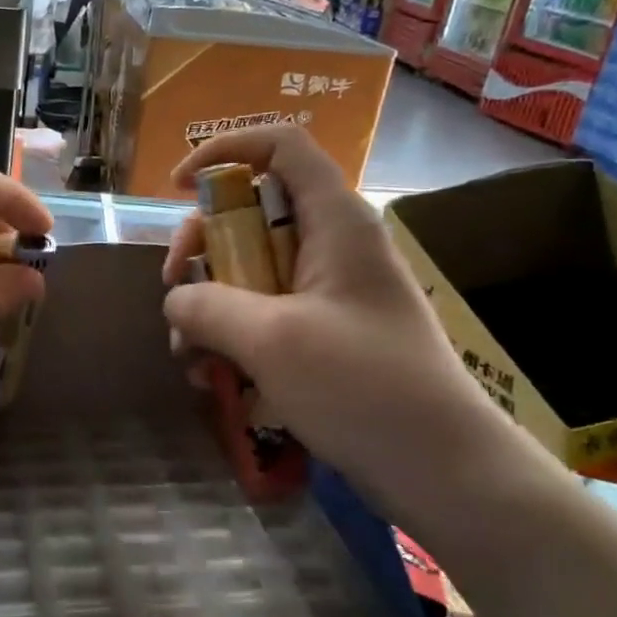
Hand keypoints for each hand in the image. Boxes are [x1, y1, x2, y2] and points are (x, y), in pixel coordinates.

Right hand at [161, 126, 506, 525]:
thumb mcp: (270, 340)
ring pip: (250, 269)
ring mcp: (330, 291)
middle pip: (251, 212)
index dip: (223, 150)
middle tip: (175, 289)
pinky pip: (263, 313)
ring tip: (189, 355)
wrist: (441, 470)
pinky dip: (231, 336)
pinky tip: (213, 377)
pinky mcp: (325, 333)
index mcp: (335, 221)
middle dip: (201, 248)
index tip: (177, 187)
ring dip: (209, 304)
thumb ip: (207, 306)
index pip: (279, 146)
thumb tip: (176, 299)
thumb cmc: (361, 387)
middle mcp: (333, 245)